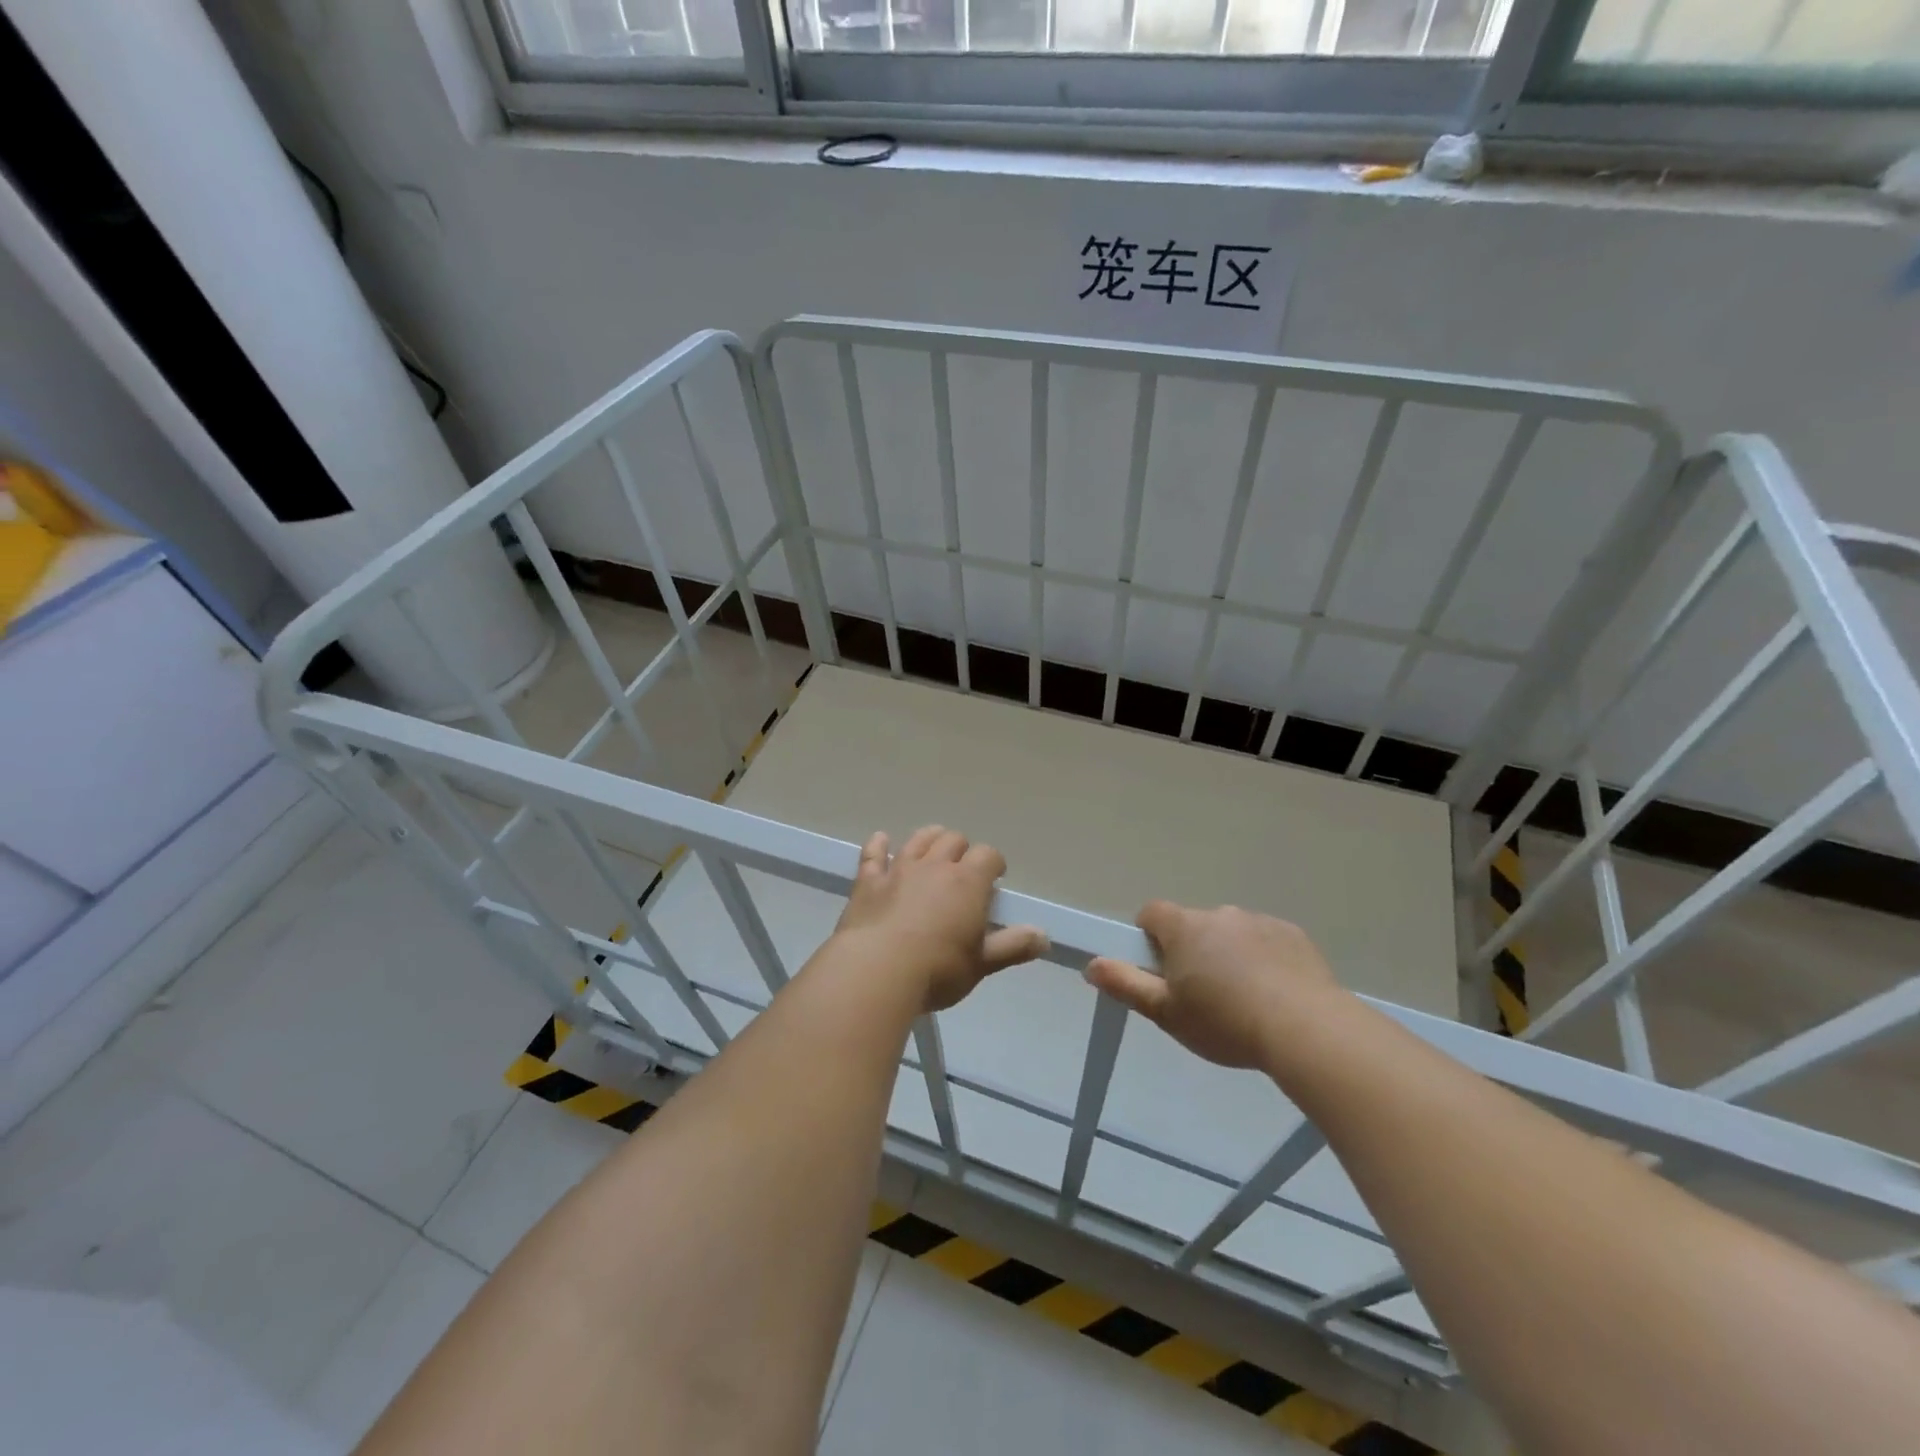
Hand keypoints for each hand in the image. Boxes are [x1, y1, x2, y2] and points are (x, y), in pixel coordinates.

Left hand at [833, 826, 1047, 1012]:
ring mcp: (899, 870)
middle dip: (962, 850)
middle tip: (963, 870)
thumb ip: (1013, 946)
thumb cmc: (937, 969)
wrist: (877, 971)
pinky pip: (873, 854)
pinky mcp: (868, 881)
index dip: (994, 863)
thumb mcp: (982, 964)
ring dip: (930, 838)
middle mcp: (935, 866)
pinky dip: (878, 845)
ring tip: (934, 847)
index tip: (995, 878)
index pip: (988, 855)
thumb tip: (1043, 936)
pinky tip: (881, 840)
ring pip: (918, 839)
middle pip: (953, 840)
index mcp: (968, 882)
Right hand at [1085, 901, 1339, 1068]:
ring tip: (1242, 1001)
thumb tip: (1091, 964)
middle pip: (1193, 926)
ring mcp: (1259, 922)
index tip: (1158, 969)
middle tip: (1200, 996)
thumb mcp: (1166, 1013)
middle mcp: (1220, 914)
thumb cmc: (1224, 1021)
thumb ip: (1125, 985)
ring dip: (1228, 955)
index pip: (1152, 913)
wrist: (1306, 1029)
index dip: (1148, 937)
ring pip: (1231, 934)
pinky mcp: (1293, 935)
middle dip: (1192, 951)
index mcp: (1184, 928)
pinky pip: (1266, 942)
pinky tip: (1274, 995)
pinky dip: (1263, 960)